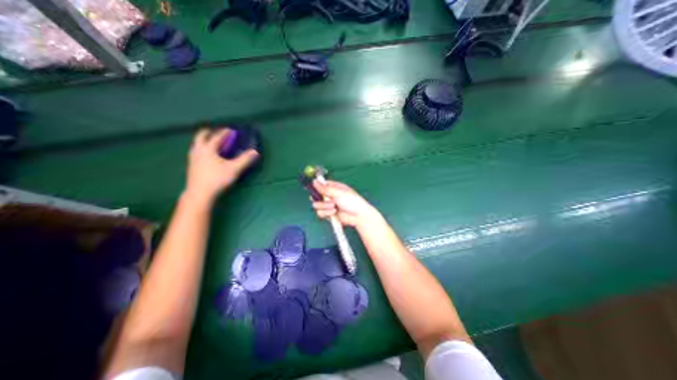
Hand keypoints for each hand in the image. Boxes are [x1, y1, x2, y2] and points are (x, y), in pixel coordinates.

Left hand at [185, 128, 259, 204]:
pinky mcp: (191, 166)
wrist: (199, 193)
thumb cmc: (217, 179)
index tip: (231, 129)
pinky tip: (207, 155)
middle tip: (215, 131)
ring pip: (196, 144)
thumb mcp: (234, 169)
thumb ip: (245, 159)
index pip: (217, 137)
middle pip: (201, 136)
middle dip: (208, 132)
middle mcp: (198, 150)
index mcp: (208, 149)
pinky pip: (196, 151)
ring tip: (211, 142)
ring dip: (204, 140)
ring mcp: (193, 158)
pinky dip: (202, 148)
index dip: (225, 132)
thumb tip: (255, 152)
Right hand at [310, 181, 379, 227]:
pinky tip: (334, 212)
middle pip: (316, 196)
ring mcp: (329, 205)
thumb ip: (325, 188)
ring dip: (325, 207)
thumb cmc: (353, 202)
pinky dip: (326, 213)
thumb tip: (315, 181)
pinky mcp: (329, 214)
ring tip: (334, 206)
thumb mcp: (338, 193)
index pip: (321, 185)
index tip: (315, 189)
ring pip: (317, 205)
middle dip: (320, 199)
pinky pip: (320, 213)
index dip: (316, 187)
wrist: (358, 216)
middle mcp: (330, 196)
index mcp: (333, 187)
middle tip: (326, 199)